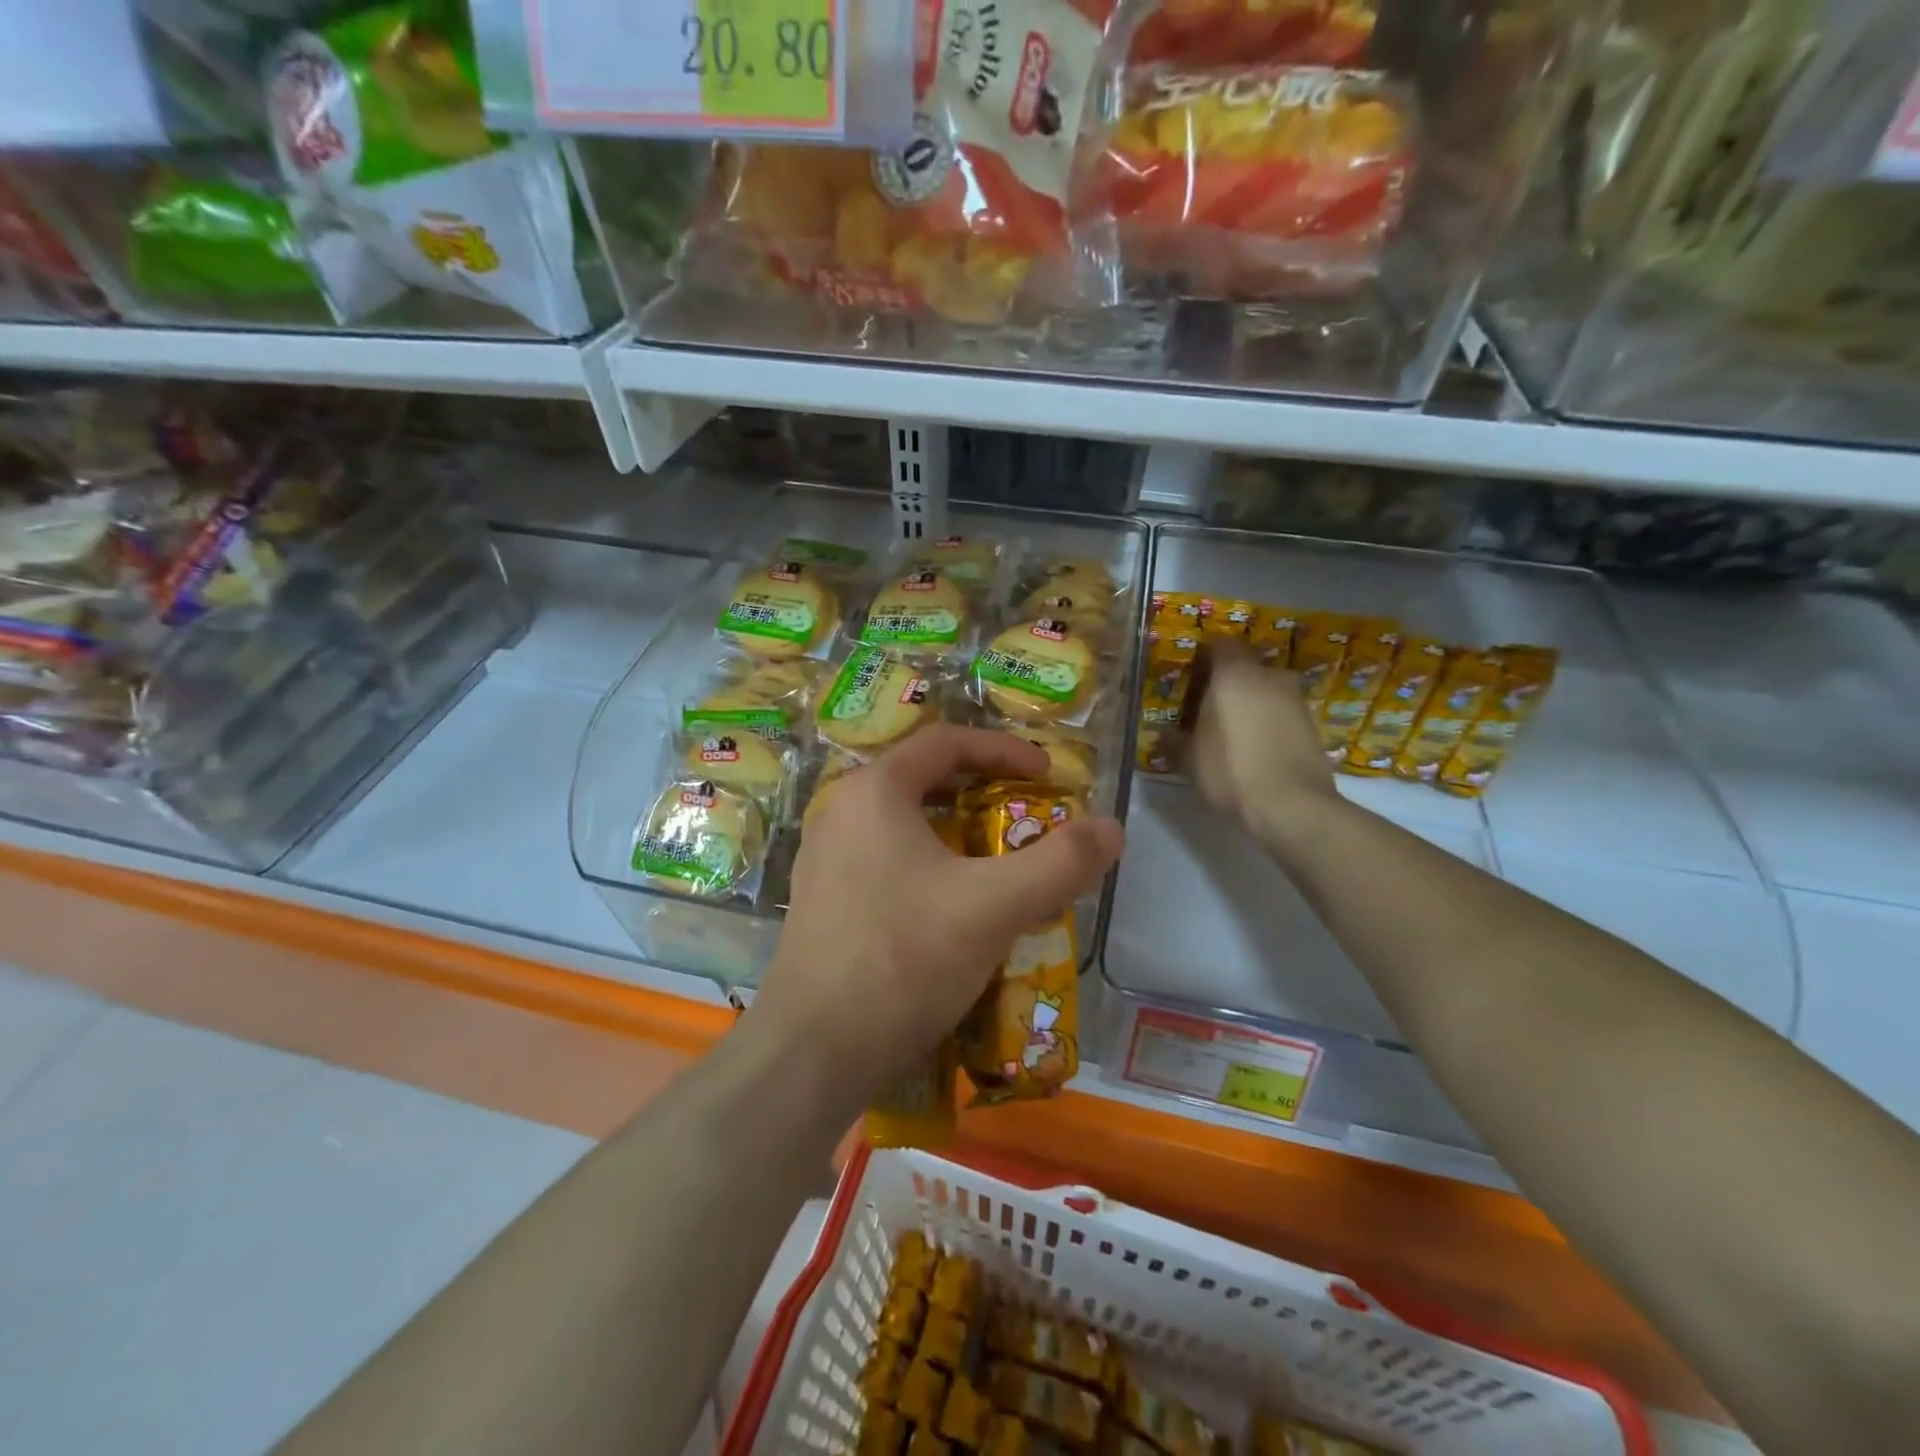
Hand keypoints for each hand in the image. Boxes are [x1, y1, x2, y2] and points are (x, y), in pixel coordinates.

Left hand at [749, 726, 1124, 1111]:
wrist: (812, 1052)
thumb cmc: (902, 958)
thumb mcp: (993, 907)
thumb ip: (1059, 863)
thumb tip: (1112, 828)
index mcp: (874, 791)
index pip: (946, 741)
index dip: (1004, 750)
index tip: (1047, 773)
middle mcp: (841, 811)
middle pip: (923, 779)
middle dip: (982, 790)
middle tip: (1028, 813)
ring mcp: (824, 858)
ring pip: (904, 824)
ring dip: (956, 832)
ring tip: (999, 861)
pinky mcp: (822, 900)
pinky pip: (885, 860)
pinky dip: (928, 865)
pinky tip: (953, 907)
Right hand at [1189, 641, 1343, 860]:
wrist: (1292, 806)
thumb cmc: (1230, 770)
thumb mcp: (1189, 758)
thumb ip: (1174, 740)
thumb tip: (1164, 734)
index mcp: (1235, 674)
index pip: (1220, 644)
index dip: (1204, 658)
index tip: (1191, 681)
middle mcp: (1269, 676)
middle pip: (1245, 667)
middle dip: (1227, 683)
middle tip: (1207, 710)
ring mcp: (1296, 699)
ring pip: (1266, 690)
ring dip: (1250, 703)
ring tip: (1232, 733)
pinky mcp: (1313, 724)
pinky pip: (1282, 712)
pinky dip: (1268, 722)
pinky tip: (1255, 749)